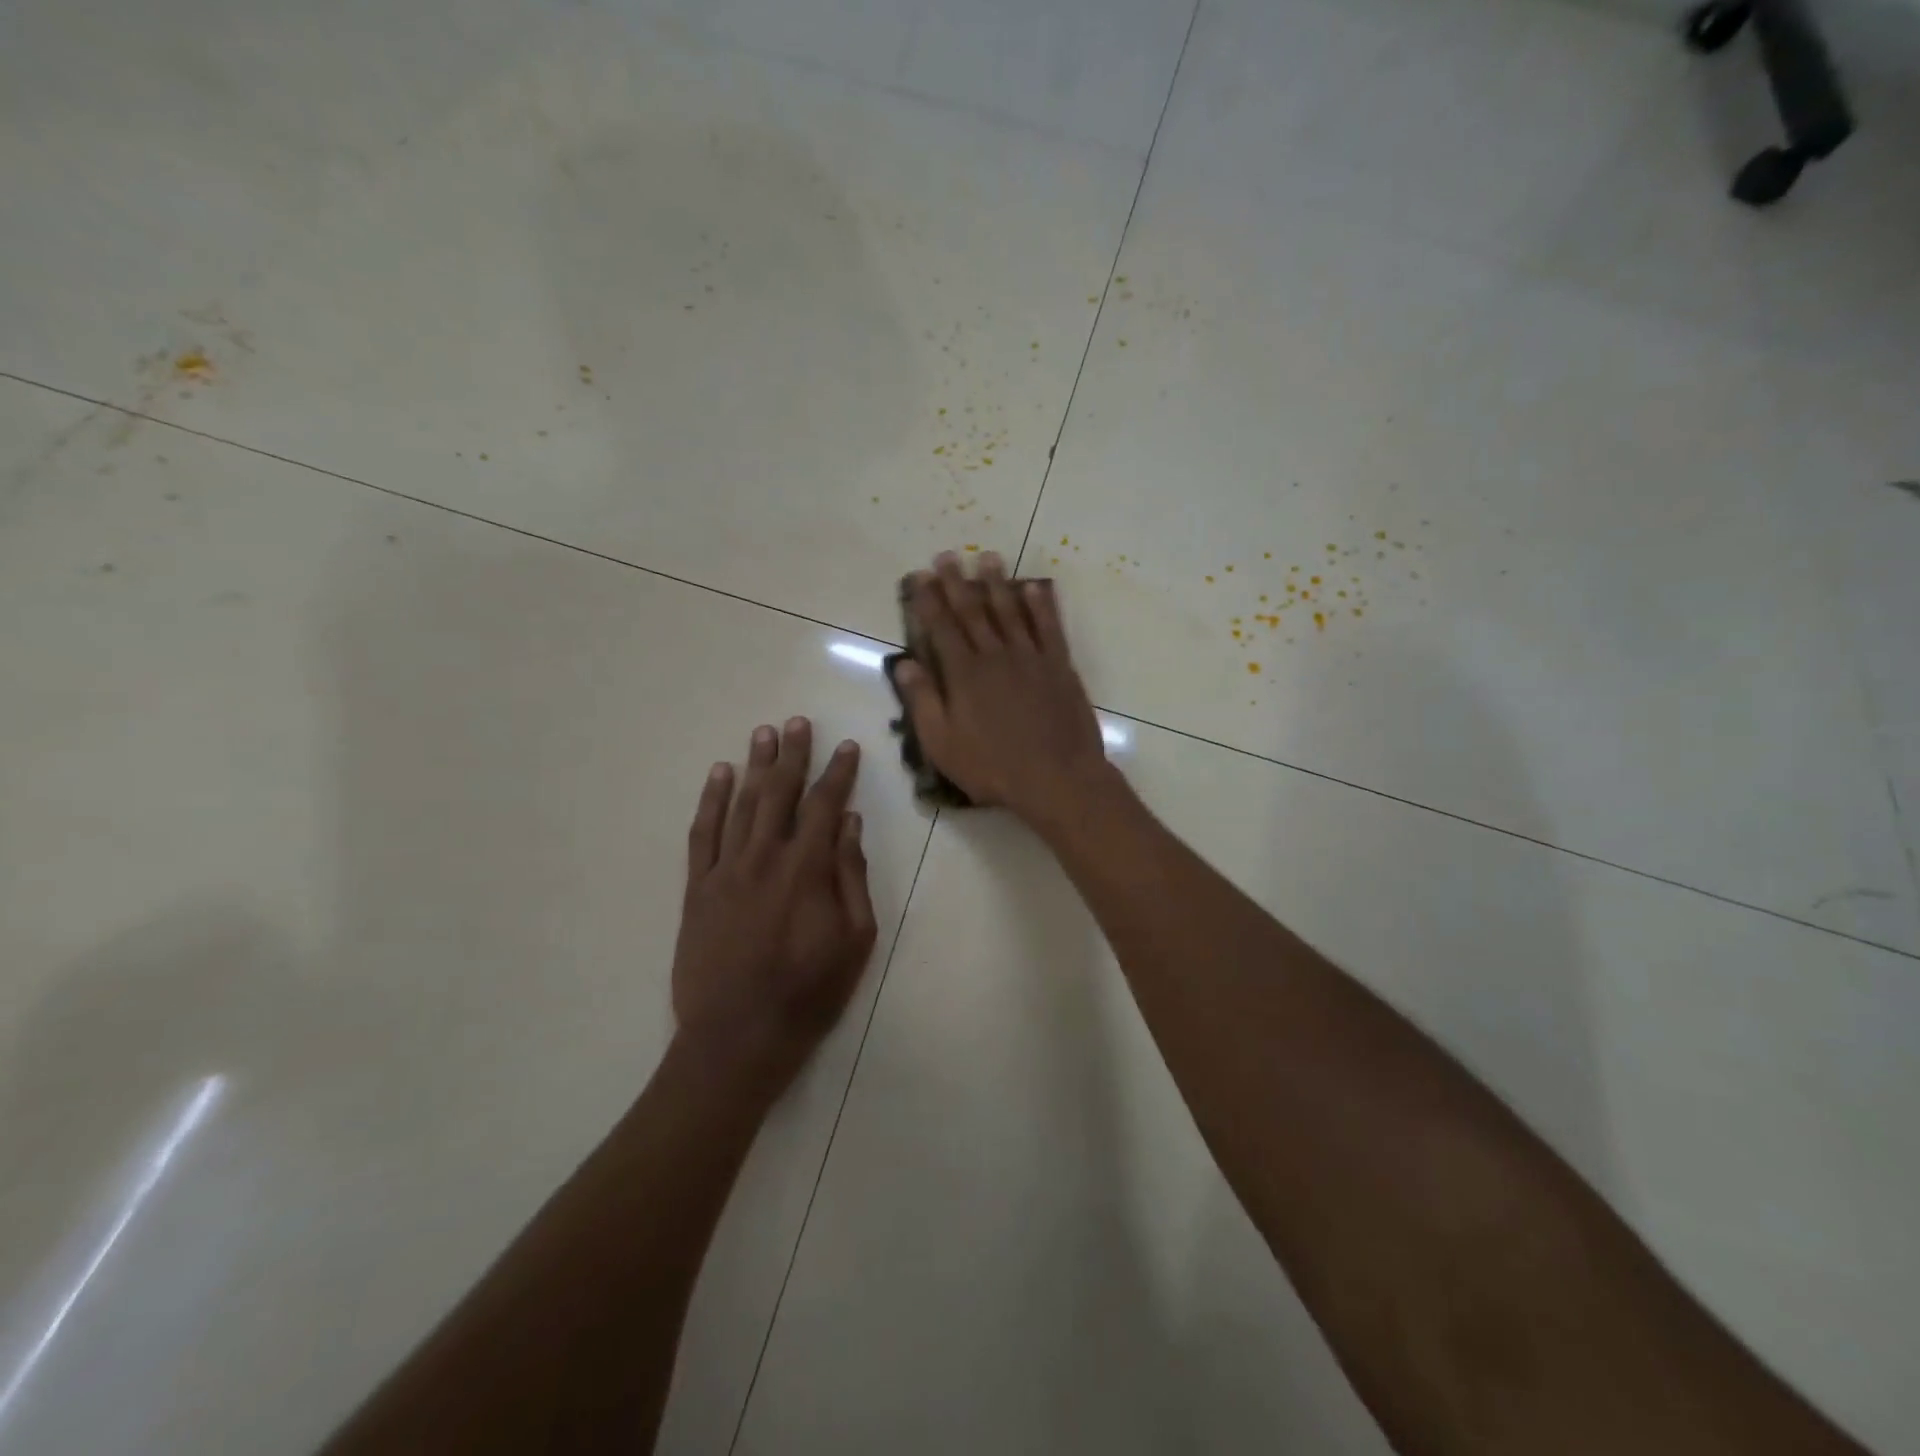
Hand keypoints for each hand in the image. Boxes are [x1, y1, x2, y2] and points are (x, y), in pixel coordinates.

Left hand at [673, 718, 877, 1092]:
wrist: (737, 1036)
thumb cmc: (808, 992)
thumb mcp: (855, 940)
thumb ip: (852, 877)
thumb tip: (850, 825)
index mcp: (807, 870)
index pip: (826, 806)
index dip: (838, 774)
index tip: (847, 747)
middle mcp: (764, 857)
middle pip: (779, 793)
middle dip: (792, 755)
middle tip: (797, 723)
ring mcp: (725, 870)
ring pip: (741, 804)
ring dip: (754, 765)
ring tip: (763, 734)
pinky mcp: (697, 888)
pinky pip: (702, 833)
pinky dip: (710, 800)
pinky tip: (718, 775)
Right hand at [892, 551, 1112, 829]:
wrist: (1057, 778)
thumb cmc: (993, 767)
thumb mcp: (943, 744)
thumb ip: (923, 701)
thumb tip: (904, 664)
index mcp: (964, 674)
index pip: (941, 627)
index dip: (928, 600)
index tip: (920, 576)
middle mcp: (996, 655)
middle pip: (973, 611)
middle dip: (957, 582)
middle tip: (947, 555)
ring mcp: (1031, 657)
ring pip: (1010, 610)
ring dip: (996, 583)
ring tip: (987, 558)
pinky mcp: (1059, 666)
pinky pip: (1049, 626)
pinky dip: (1041, 605)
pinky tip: (1033, 588)